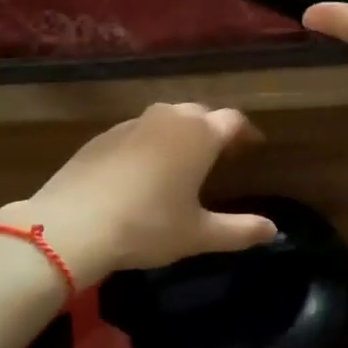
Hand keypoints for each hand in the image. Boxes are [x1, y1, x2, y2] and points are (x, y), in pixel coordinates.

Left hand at [0, 103, 277, 287]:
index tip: (253, 147)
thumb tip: (274, 230)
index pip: (233, 120)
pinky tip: (142, 169)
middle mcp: (169, 119)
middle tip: (221, 153)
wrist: (73, 224)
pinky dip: (149, 142)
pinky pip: (137, 131)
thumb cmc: (148, 226)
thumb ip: (240, 230)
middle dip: (213, 129)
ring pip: (166, 118)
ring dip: (180, 132)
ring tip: (183, 158)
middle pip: (200, 113)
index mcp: (199, 135)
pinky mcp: (103, 136)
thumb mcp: (198, 234)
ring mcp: (132, 124)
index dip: (246, 133)